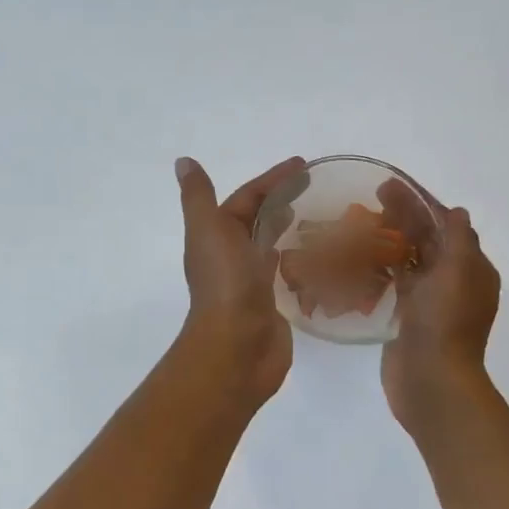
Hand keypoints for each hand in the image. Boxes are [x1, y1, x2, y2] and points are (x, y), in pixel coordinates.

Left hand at [175, 155, 304, 402]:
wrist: (237, 346)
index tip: (304, 165)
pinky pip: (286, 274)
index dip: (272, 180)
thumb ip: (199, 197)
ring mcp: (253, 281)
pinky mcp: (272, 304)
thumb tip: (183, 162)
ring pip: (272, 247)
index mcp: (217, 236)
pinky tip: (321, 258)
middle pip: (259, 221)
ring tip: (325, 218)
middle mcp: (233, 256)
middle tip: (319, 188)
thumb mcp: (209, 230)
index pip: (247, 199)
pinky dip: (300, 261)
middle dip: (283, 202)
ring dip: (291, 230)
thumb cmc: (226, 283)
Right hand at [380, 181, 501, 426]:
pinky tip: (357, 258)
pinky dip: (380, 268)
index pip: (445, 224)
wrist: (431, 380)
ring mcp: (428, 300)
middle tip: (370, 197)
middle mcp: (452, 281)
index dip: (419, 202)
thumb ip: (458, 239)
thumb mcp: (458, 272)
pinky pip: (394, 283)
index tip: (391, 185)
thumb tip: (456, 212)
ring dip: (387, 239)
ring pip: (408, 260)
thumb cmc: (445, 322)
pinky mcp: (406, 317)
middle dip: (400, 216)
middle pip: (425, 238)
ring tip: (357, 223)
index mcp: (471, 268)